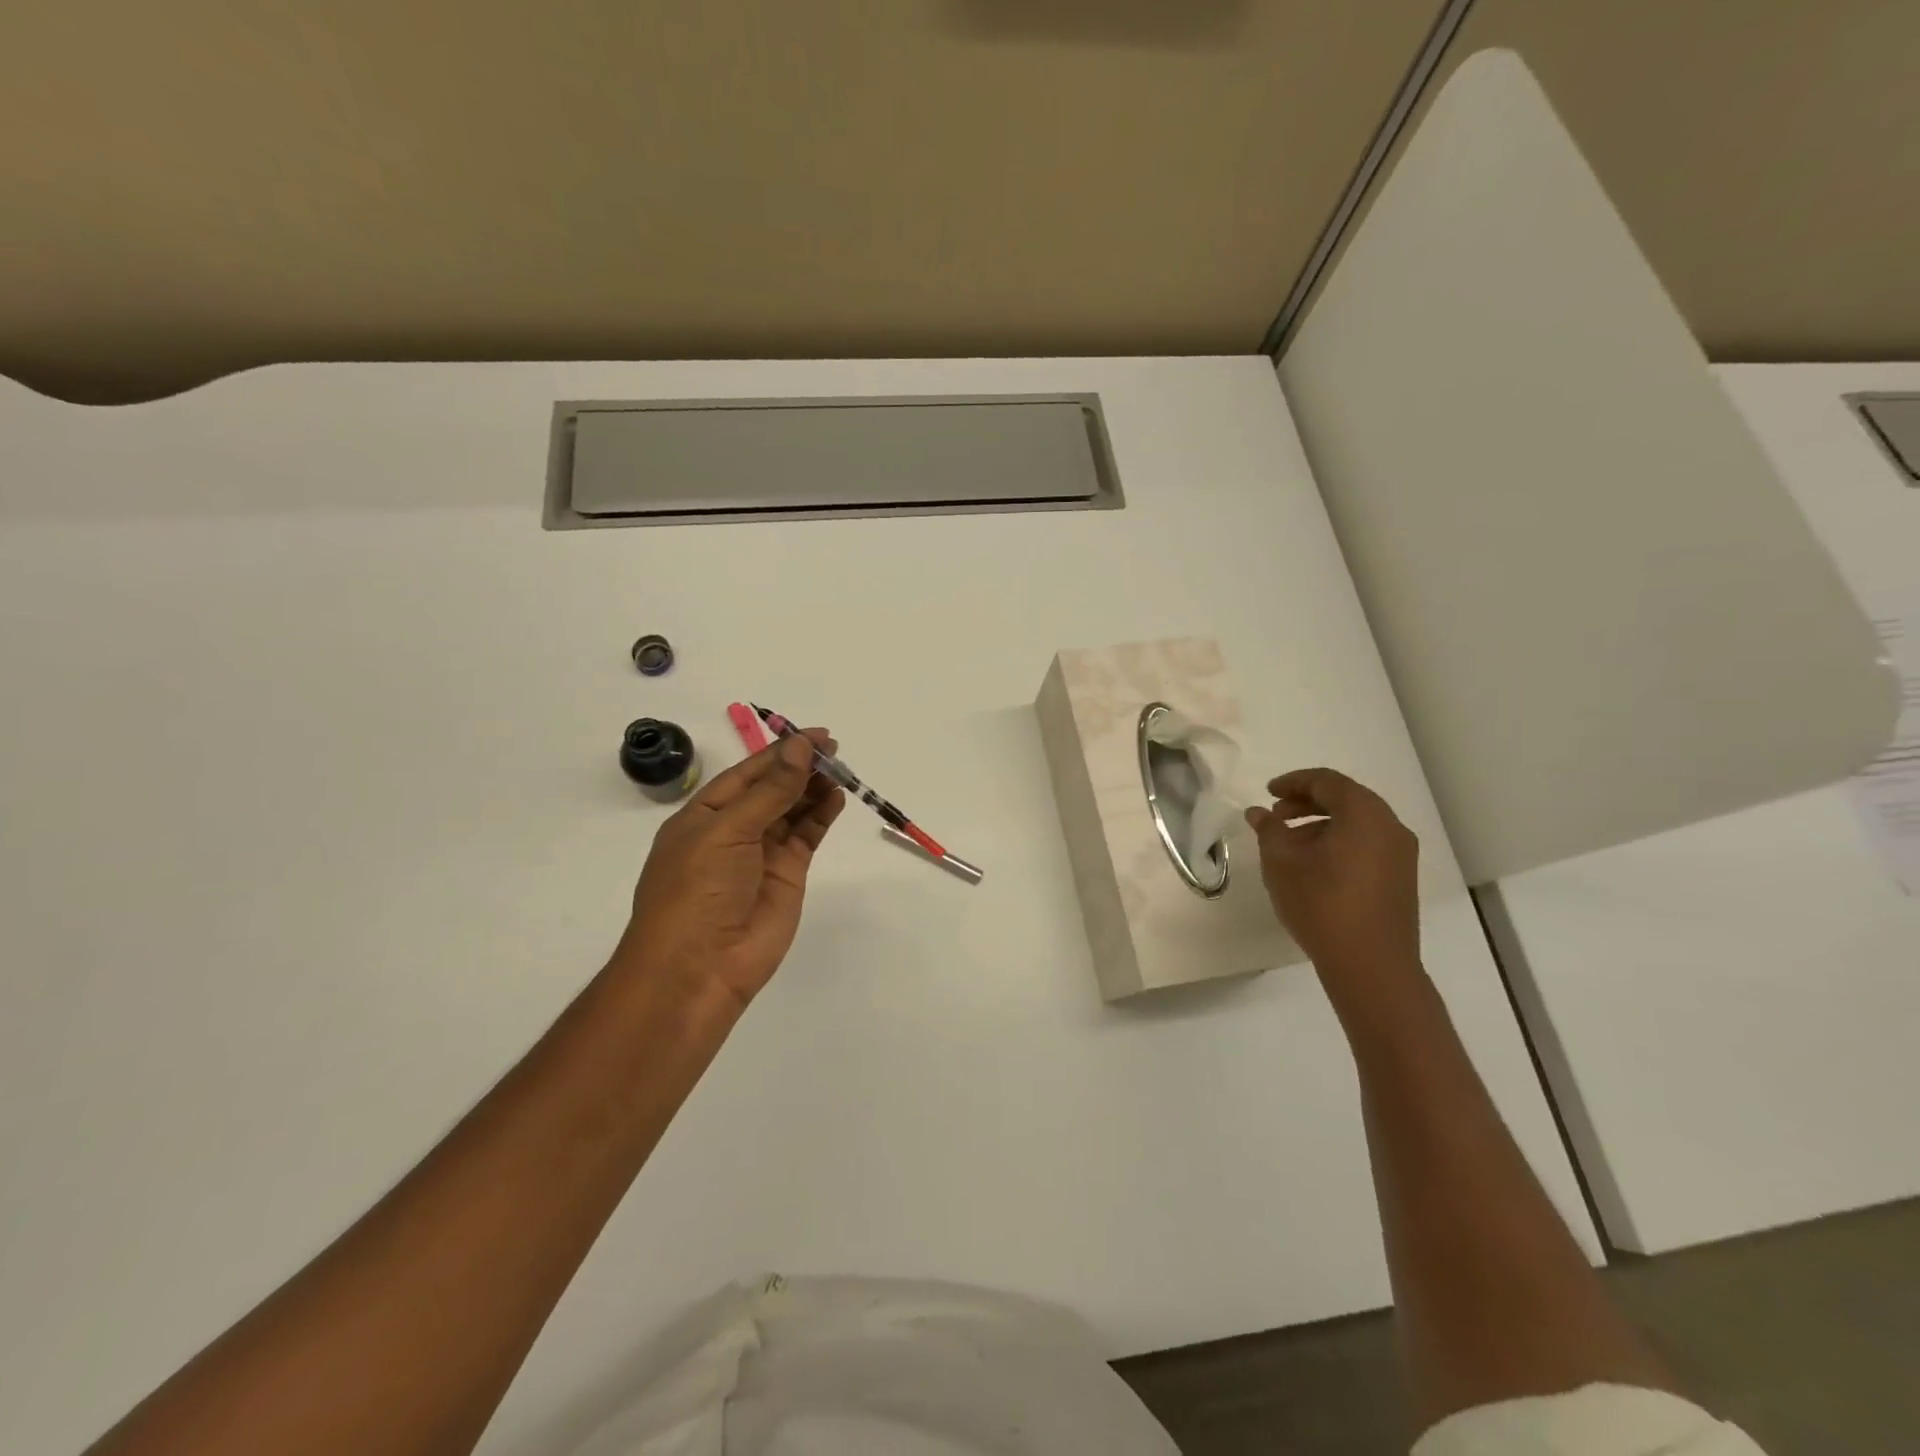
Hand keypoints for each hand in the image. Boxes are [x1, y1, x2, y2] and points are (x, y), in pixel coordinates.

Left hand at [612, 730, 844, 1011]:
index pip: (748, 772)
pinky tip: (836, 797)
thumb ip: (770, 790)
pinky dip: (821, 815)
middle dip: (800, 767)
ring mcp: (762, 853)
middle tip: (835, 749)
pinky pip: (806, 836)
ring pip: (792, 809)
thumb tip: (800, 747)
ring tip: (840, 769)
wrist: (699, 968)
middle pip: (772, 788)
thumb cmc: (697, 890)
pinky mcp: (787, 875)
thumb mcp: (728, 831)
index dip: (781, 752)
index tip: (815, 735)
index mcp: (704, 814)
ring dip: (813, 788)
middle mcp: (733, 830)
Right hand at [1245, 767, 1420, 985]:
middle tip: (1277, 816)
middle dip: (1307, 802)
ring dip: (1322, 824)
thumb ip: (1269, 830)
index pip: (1326, 781)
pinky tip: (1315, 866)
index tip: (1268, 793)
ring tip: (1291, 845)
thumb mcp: (1281, 862)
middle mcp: (1390, 826)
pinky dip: (1340, 842)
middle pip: (1346, 799)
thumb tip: (1259, 813)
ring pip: (1357, 823)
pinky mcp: (1402, 878)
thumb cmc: (1321, 904)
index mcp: (1364, 813)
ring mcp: (1401, 854)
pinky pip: (1368, 844)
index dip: (1293, 782)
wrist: (1371, 965)